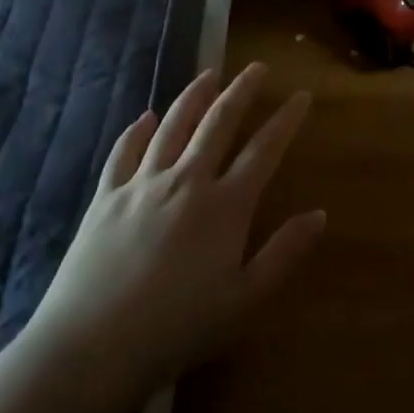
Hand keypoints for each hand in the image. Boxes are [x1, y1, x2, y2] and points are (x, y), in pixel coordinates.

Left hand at [28, 64, 323, 397]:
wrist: (94, 344)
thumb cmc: (179, 328)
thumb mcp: (245, 299)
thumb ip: (284, 253)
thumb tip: (319, 214)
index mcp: (225, 205)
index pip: (264, 149)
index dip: (286, 120)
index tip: (301, 95)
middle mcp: (186, 180)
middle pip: (218, 122)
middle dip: (241, 91)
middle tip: (257, 68)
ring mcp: (143, 183)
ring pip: (172, 124)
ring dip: (193, 95)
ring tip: (209, 74)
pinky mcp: (107, 194)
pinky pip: (125, 150)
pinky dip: (137, 129)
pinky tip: (145, 116)